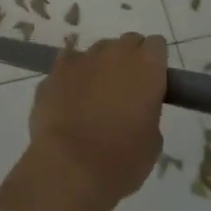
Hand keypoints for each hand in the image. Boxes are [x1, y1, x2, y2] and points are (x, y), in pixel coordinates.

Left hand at [0, 34, 167, 210]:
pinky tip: (69, 99)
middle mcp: (115, 53)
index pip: (156, 45)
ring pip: (97, 52)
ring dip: (100, 67)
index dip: (154, 62)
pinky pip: (68, 64)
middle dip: (128, 60)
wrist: (69, 168)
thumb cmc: (121, 160)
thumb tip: (137, 108)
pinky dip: (72, 77)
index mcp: (147, 67)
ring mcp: (81, 58)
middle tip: (125, 90)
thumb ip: (148, 112)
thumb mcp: (152, 141)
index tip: (152, 82)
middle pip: (127, 42)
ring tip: (93, 98)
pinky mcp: (54, 71)